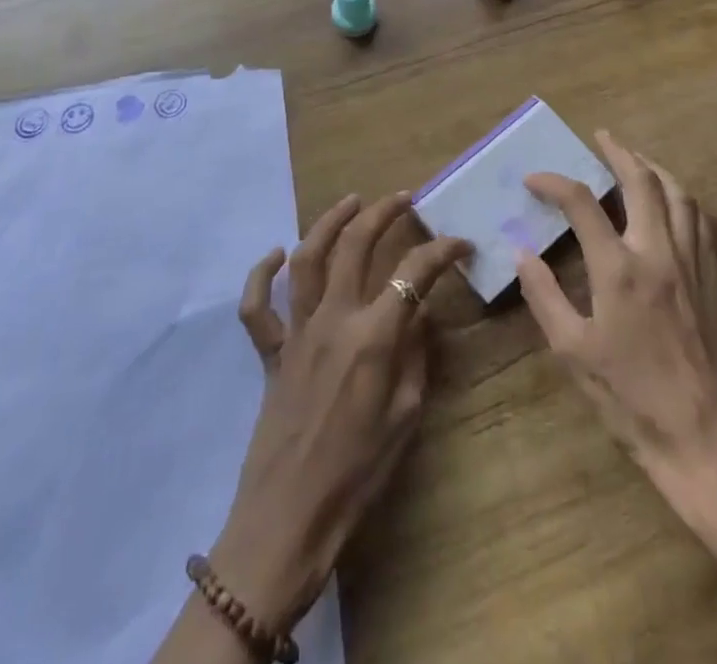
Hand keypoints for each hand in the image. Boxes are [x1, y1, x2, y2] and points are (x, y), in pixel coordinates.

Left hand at [211, 193, 470, 632]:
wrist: (290, 517)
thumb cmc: (358, 474)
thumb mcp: (405, 415)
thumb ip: (415, 354)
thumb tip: (420, 311)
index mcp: (372, 337)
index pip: (413, 274)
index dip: (441, 251)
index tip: (460, 243)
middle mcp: (332, 320)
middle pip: (355, 246)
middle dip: (382, 214)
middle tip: (402, 198)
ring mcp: (296, 332)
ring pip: (307, 259)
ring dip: (328, 222)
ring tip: (351, 201)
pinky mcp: (270, 351)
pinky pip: (256, 307)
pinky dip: (260, 275)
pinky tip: (275, 255)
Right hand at [516, 132, 716, 485]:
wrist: (706, 440)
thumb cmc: (631, 399)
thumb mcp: (573, 352)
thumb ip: (544, 296)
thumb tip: (522, 253)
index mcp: (618, 269)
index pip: (582, 202)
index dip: (554, 182)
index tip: (534, 180)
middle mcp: (658, 252)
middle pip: (642, 181)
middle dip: (618, 152)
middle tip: (601, 137)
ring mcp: (693, 263)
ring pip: (679, 194)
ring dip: (654, 168)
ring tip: (636, 160)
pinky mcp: (715, 279)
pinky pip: (702, 221)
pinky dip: (683, 199)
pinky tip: (673, 203)